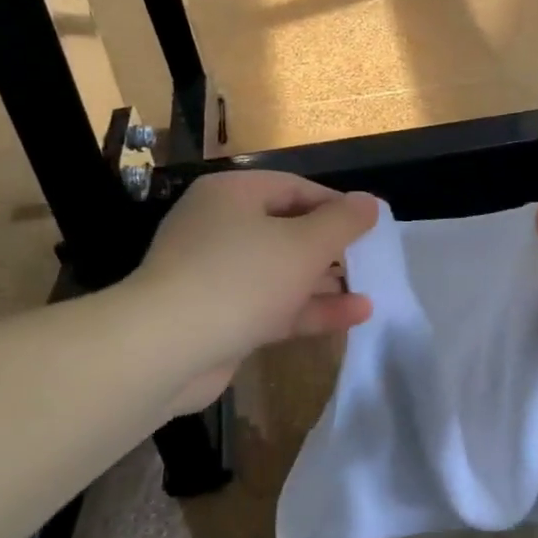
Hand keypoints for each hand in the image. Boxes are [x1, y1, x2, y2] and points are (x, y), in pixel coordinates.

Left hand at [133, 171, 378, 413]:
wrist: (165, 349)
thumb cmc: (241, 278)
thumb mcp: (304, 244)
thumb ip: (342, 222)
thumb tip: (370, 203)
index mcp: (233, 195)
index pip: (294, 188)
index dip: (337, 205)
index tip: (371, 226)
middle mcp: (220, 228)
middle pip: (287, 230)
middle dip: (331, 248)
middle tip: (370, 260)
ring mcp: (216, 275)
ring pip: (281, 272)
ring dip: (324, 282)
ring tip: (370, 290)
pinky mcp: (219, 317)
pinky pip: (271, 305)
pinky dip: (307, 308)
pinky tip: (353, 316)